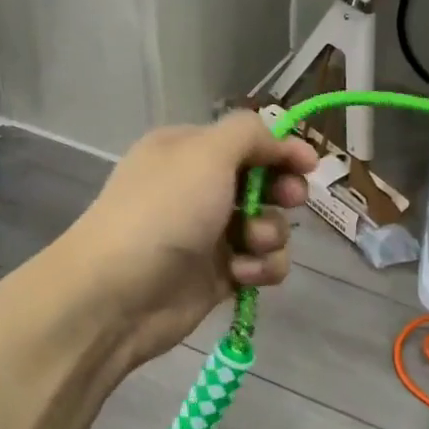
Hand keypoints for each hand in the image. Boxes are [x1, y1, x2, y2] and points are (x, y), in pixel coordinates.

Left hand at [67, 111, 318, 367]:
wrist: (118, 293)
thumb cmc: (164, 212)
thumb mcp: (206, 153)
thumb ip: (249, 135)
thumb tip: (279, 140)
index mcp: (189, 152)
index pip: (248, 141)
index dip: (282, 150)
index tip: (310, 165)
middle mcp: (199, 189)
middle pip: (264, 183)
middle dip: (282, 192)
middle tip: (290, 199)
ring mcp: (210, 235)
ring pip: (269, 227)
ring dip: (270, 235)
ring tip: (250, 244)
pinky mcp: (219, 276)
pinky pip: (261, 265)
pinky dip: (260, 268)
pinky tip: (241, 275)